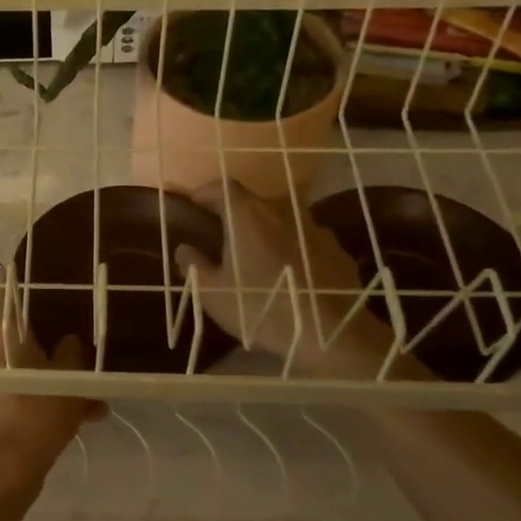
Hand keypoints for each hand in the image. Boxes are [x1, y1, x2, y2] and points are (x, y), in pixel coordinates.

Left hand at [0, 315, 106, 491]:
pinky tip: (87, 416)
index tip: (67, 311)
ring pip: (29, 376)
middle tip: (87, 357)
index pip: (13, 307)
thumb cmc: (32, 416)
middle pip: (24, 345)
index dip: (42, 308)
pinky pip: (25, 399)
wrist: (3, 474)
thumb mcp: (65, 380)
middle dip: (58, 354)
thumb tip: (71, 341)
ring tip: (97, 396)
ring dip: (60, 384)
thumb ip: (72, 354)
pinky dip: (49, 404)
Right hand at [173, 179, 409, 377]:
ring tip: (258, 256)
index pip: (222, 187)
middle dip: (236, 214)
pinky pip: (306, 241)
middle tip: (224, 235)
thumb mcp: (213, 293)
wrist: (331, 333)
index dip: (206, 193)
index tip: (195, 204)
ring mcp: (314, 228)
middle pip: (254, 201)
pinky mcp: (337, 250)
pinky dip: (293, 250)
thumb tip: (184, 248)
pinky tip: (290, 274)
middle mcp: (282, 210)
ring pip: (282, 221)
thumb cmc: (261, 308)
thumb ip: (194, 265)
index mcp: (247, 215)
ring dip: (267, 231)